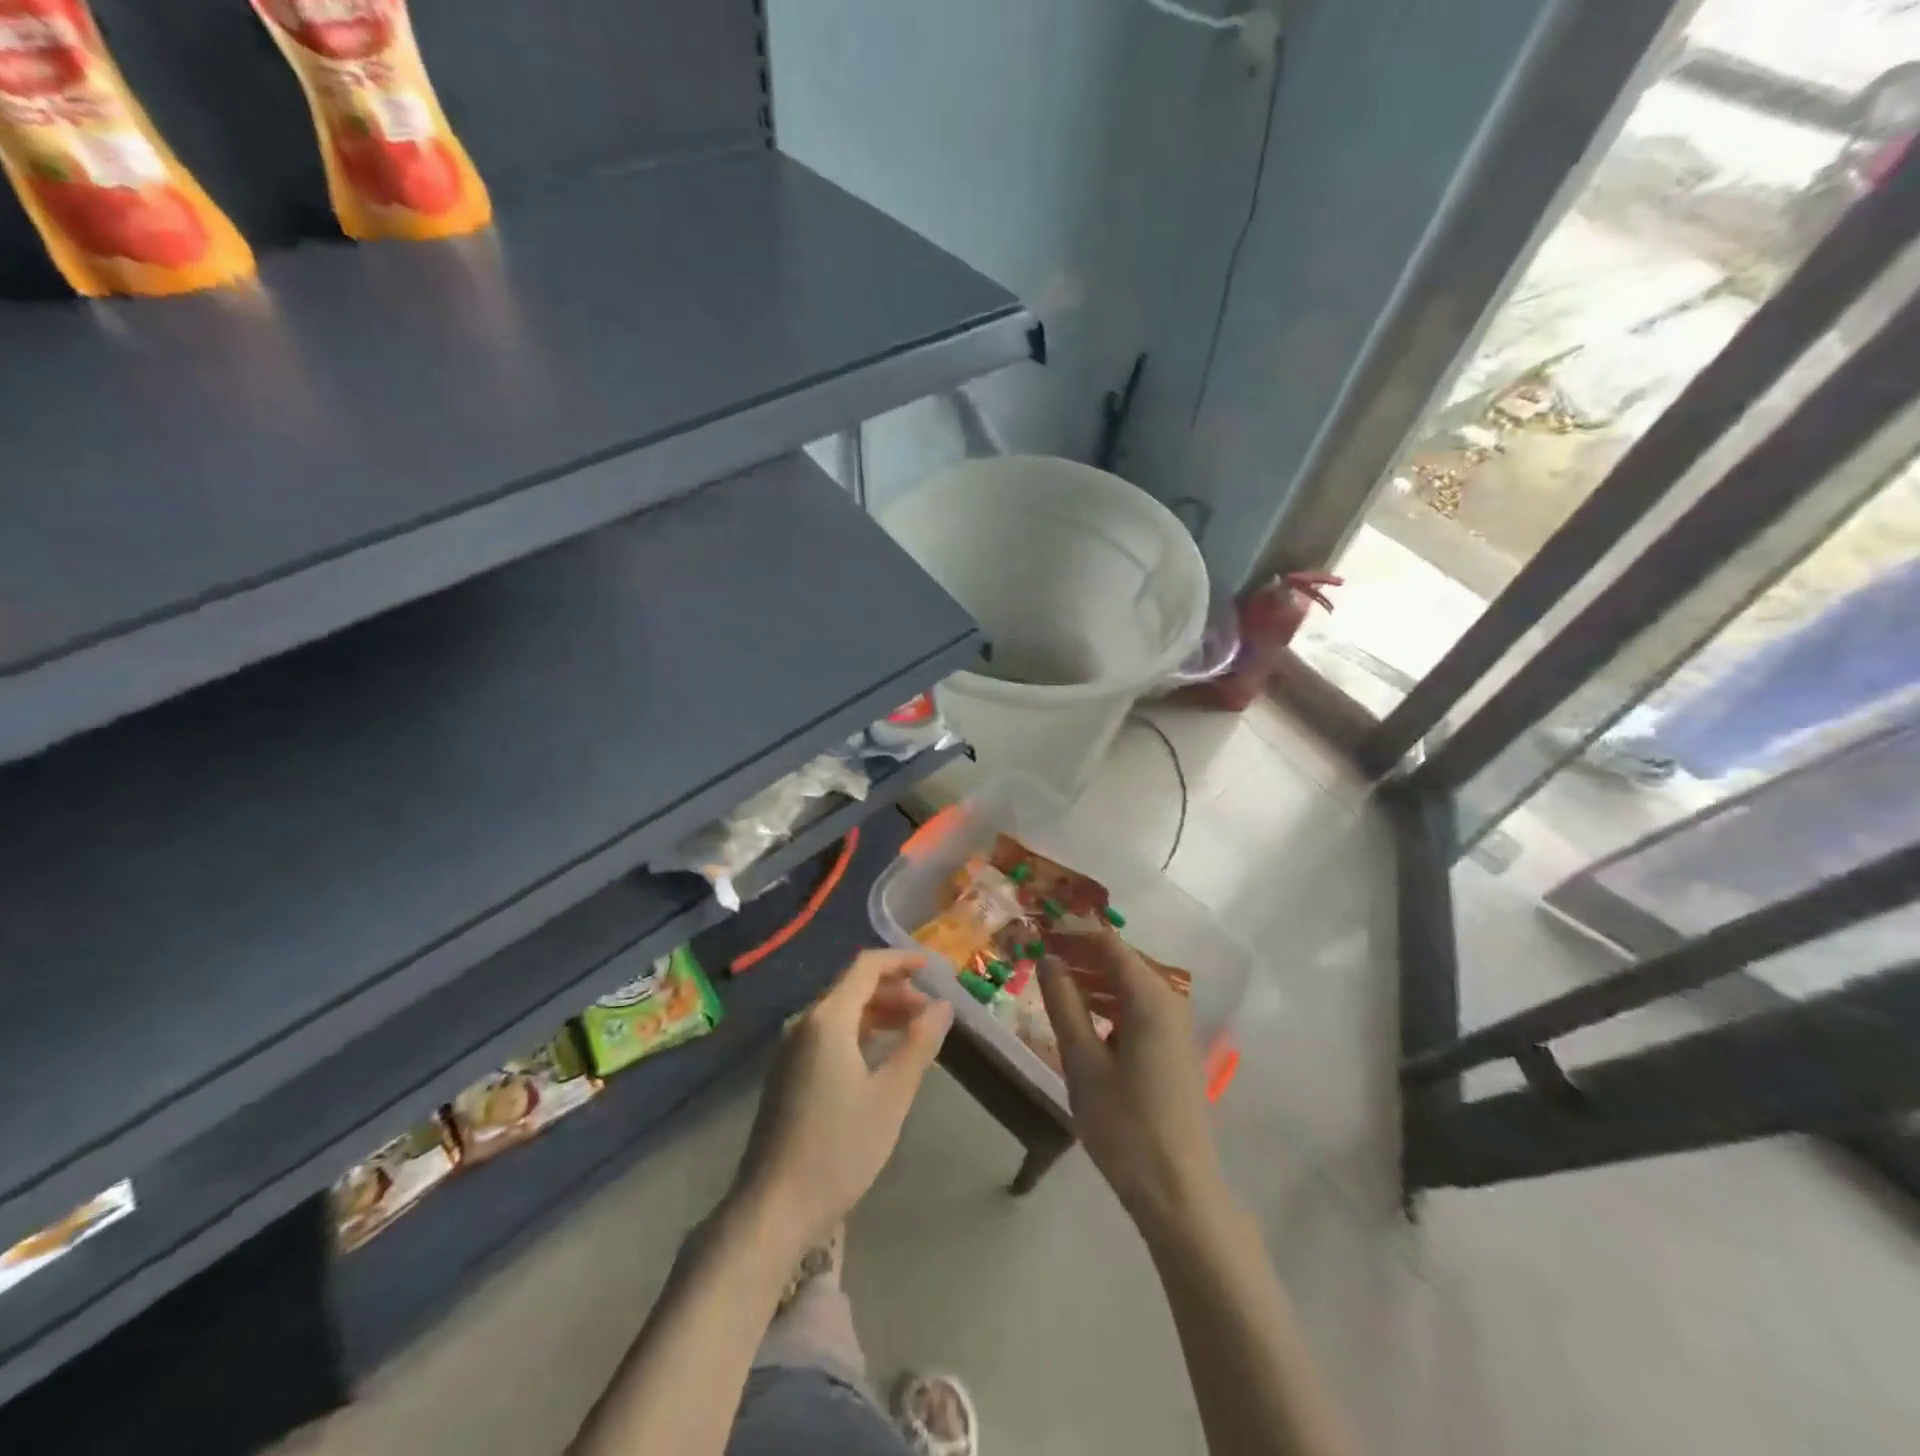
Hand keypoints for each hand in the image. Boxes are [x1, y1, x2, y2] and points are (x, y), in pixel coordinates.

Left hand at [732, 949, 953, 1247]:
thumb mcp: (891, 1096)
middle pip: (852, 986)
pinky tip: (879, 1056)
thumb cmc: (839, 1148)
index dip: (900, 961)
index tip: (932, 967)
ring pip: (840, 1011)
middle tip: (930, 1011)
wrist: (773, 1208)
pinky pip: (827, 1033)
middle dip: (894, 989)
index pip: (866, 967)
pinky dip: (858, 1031)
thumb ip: (919, 1044)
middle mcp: (804, 1023)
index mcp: (827, 1019)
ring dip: (878, 1011)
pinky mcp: (786, 1072)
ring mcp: (790, 1048)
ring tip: (913, 1031)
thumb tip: (943, 1006)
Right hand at [1038, 930, 1227, 1236]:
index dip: (1073, 932)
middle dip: (1081, 954)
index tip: (1038, 930)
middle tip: (1038, 956)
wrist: (1178, 1191)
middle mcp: (1170, 1001)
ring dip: (1092, 979)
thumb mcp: (1083, 1062)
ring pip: (1129, 985)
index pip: (1109, 944)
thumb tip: (1048, 958)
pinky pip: (1137, 1008)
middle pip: (1121, 960)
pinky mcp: (1174, 1048)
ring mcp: (1176, 1026)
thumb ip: (1064, 1003)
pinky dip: (1109, 1003)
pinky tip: (1083, 1018)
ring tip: (1052, 984)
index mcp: (1151, 997)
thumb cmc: (1125, 1126)